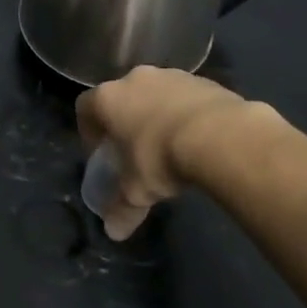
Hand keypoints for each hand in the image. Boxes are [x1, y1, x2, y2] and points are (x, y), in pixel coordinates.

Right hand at [76, 66, 247, 239]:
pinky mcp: (204, 80)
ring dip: (157, 115)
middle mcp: (135, 79)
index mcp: (109, 98)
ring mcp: (171, 75)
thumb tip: (113, 232)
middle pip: (121, 97)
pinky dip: (186, 114)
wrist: (221, 136)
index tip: (101, 153)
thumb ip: (122, 209)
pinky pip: (186, 97)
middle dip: (125, 121)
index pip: (85, 107)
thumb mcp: (137, 190)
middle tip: (136, 150)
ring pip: (155, 94)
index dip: (89, 131)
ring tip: (171, 146)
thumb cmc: (161, 157)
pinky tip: (198, 139)